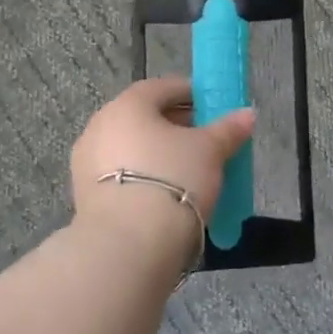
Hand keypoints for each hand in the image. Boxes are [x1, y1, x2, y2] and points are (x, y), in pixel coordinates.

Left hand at [69, 79, 256, 262]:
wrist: (128, 246)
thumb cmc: (173, 180)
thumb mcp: (210, 151)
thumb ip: (228, 129)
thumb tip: (247, 114)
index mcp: (127, 105)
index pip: (162, 87)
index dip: (190, 93)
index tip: (213, 106)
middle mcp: (100, 126)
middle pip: (144, 117)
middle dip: (176, 125)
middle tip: (206, 139)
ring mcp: (87, 163)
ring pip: (132, 147)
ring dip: (158, 152)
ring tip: (190, 170)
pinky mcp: (85, 195)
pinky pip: (122, 174)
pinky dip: (144, 175)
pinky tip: (167, 193)